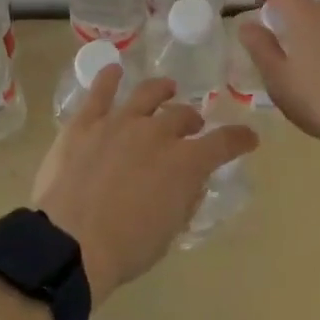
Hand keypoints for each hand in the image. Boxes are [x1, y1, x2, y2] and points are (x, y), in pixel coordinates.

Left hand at [31, 68, 258, 306]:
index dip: (238, 139)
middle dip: (191, 121)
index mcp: (184, 162)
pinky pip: (100, 92)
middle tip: (192, 127)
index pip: (223, 143)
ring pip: (147, 95)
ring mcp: (119, 121)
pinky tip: (114, 71)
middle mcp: (156, 132)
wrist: (71, 241)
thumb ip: (184, 200)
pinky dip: (108, 79)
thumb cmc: (126, 248)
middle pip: (182, 116)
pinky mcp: (85, 122)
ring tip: (166, 88)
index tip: (248, 138)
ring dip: (161, 90)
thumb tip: (190, 183)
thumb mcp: (169, 232)